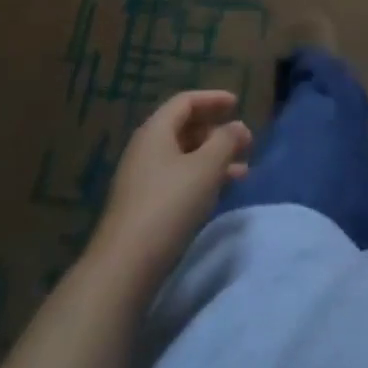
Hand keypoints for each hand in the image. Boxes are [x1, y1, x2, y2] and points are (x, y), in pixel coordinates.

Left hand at [93, 91, 251, 290]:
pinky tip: (217, 194)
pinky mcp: (142, 206)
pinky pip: (177, 179)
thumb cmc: (169, 206)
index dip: (213, 99)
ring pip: (183, 157)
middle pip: (183, 128)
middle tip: (243, 143)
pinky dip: (200, 178)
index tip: (237, 104)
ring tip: (242, 173)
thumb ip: (226, 141)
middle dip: (216, 132)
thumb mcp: (206, 168)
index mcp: (155, 131)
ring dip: (212, 159)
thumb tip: (238, 127)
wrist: (124, 268)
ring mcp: (141, 179)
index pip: (185, 101)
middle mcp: (145, 149)